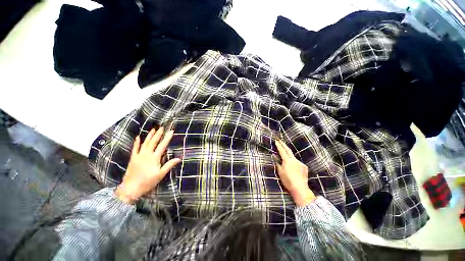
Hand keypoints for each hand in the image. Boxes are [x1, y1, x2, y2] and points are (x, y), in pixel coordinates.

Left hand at [114, 127, 180, 203]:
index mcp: (154, 158)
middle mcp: (146, 154)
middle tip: (162, 127)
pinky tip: (138, 137)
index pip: (162, 145)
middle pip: (153, 142)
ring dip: (149, 136)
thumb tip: (179, 158)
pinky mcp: (133, 158)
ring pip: (145, 143)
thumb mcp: (161, 174)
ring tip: (153, 129)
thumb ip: (169, 165)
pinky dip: (137, 142)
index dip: (167, 138)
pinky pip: (135, 148)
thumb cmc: (148, 182)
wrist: (131, 188)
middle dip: (158, 134)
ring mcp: (139, 156)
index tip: (171, 131)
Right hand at [275, 140, 315, 205]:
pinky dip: (294, 163)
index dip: (279, 146)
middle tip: (280, 140)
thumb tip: (275, 157)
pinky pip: (297, 163)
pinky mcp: (304, 167)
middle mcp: (294, 160)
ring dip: (289, 156)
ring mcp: (300, 163)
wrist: (300, 188)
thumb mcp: (280, 172)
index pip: (282, 151)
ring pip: (293, 157)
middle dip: (284, 145)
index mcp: (287, 161)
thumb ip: (278, 163)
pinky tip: (293, 169)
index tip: (276, 141)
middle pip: (288, 150)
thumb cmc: (287, 181)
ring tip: (286, 159)